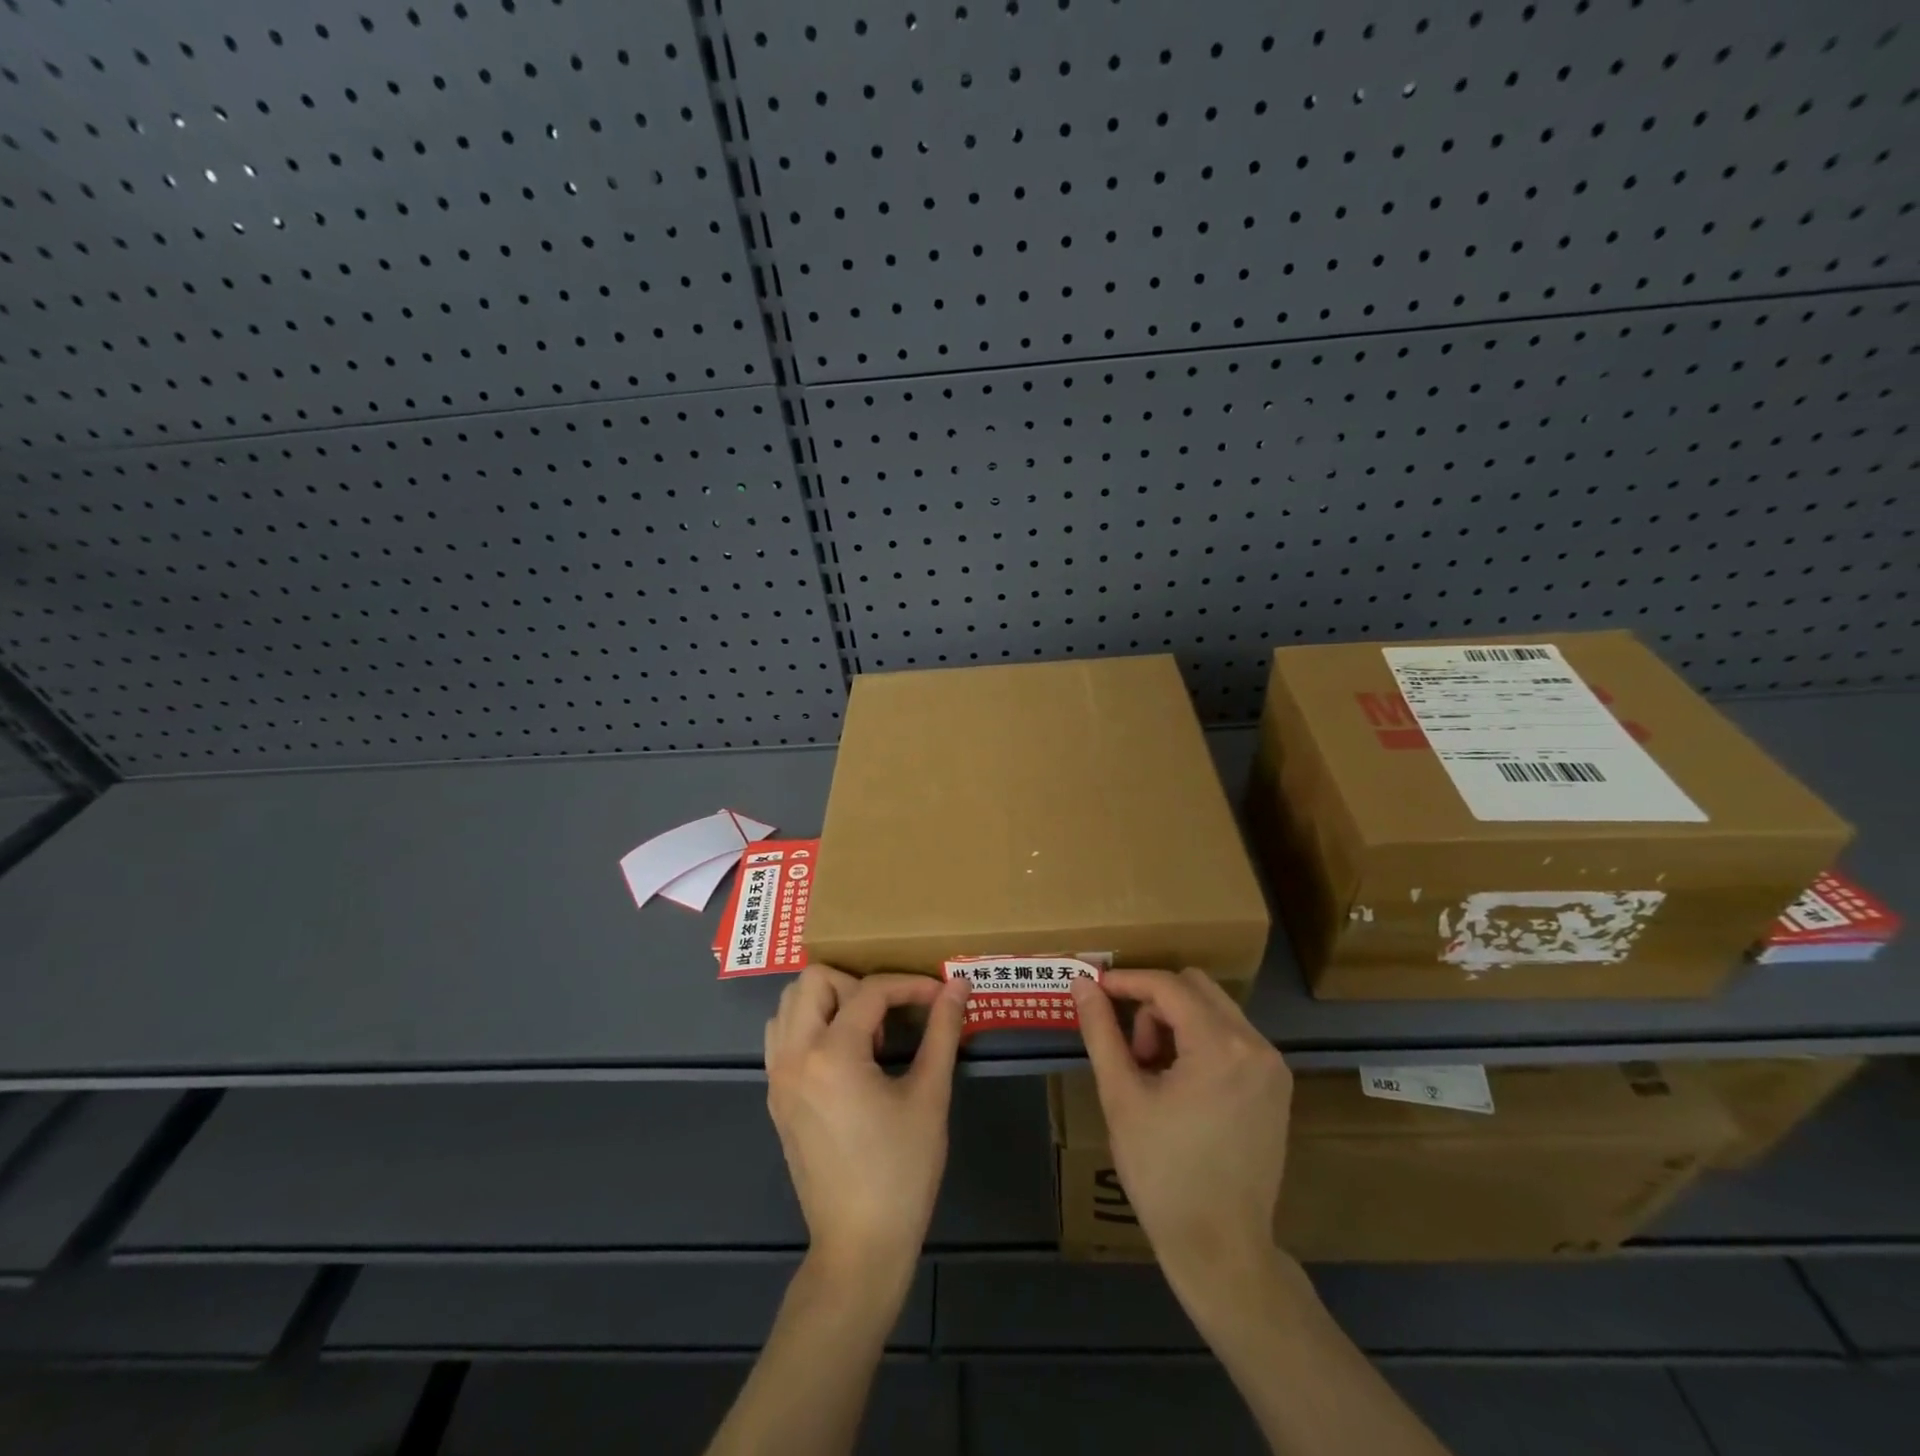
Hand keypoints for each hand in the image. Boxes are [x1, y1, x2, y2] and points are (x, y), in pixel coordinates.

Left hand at [765, 967, 969, 1282]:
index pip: (870, 991)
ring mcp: (778, 1077)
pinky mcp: (776, 1096)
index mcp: (833, 1055)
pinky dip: (809, 1024)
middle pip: (815, 979)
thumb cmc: (901, 1171)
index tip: (939, 995)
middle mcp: (795, 1056)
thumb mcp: (930, 1096)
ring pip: (790, 1003)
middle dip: (857, 984)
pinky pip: (781, 1035)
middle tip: (890, 1015)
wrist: (859, 1245)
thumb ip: (942, 1032)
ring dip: (828, 1001)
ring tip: (865, 1032)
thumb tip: (958, 985)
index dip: (910, 985)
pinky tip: (843, 1053)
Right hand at [1071, 969, 1291, 1290]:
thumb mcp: (1121, 1097)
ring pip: (1213, 1009)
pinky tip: (1180, 1083)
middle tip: (1132, 1051)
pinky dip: (1199, 1041)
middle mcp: (1256, 1046)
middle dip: (1153, 1003)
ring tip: (1152, 1072)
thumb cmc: (1163, 1173)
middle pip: (1195, 988)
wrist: (1221, 1249)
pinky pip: (1231, 1036)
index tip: (1095, 990)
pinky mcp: (1276, 1086)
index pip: (1168, 986)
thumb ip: (1101, 1031)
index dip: (1127, 981)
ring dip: (1176, 1022)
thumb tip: (1081, 983)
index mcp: (1221, 1047)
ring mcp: (1273, 1067)